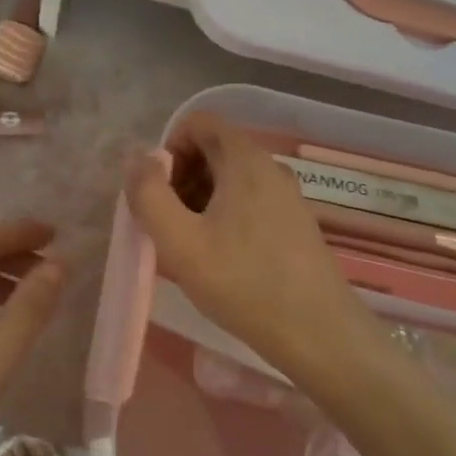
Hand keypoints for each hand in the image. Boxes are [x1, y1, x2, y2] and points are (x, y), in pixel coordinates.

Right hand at [124, 115, 381, 381]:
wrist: (319, 333)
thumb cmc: (243, 283)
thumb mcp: (180, 241)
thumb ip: (148, 194)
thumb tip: (136, 158)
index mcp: (245, 159)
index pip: (198, 122)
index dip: (168, 148)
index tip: (157, 192)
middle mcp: (270, 166)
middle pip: (213, 148)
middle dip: (180, 177)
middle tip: (167, 223)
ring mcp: (287, 194)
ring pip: (230, 178)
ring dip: (200, 199)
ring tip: (189, 245)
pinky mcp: (295, 222)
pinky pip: (249, 200)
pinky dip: (224, 215)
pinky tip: (219, 258)